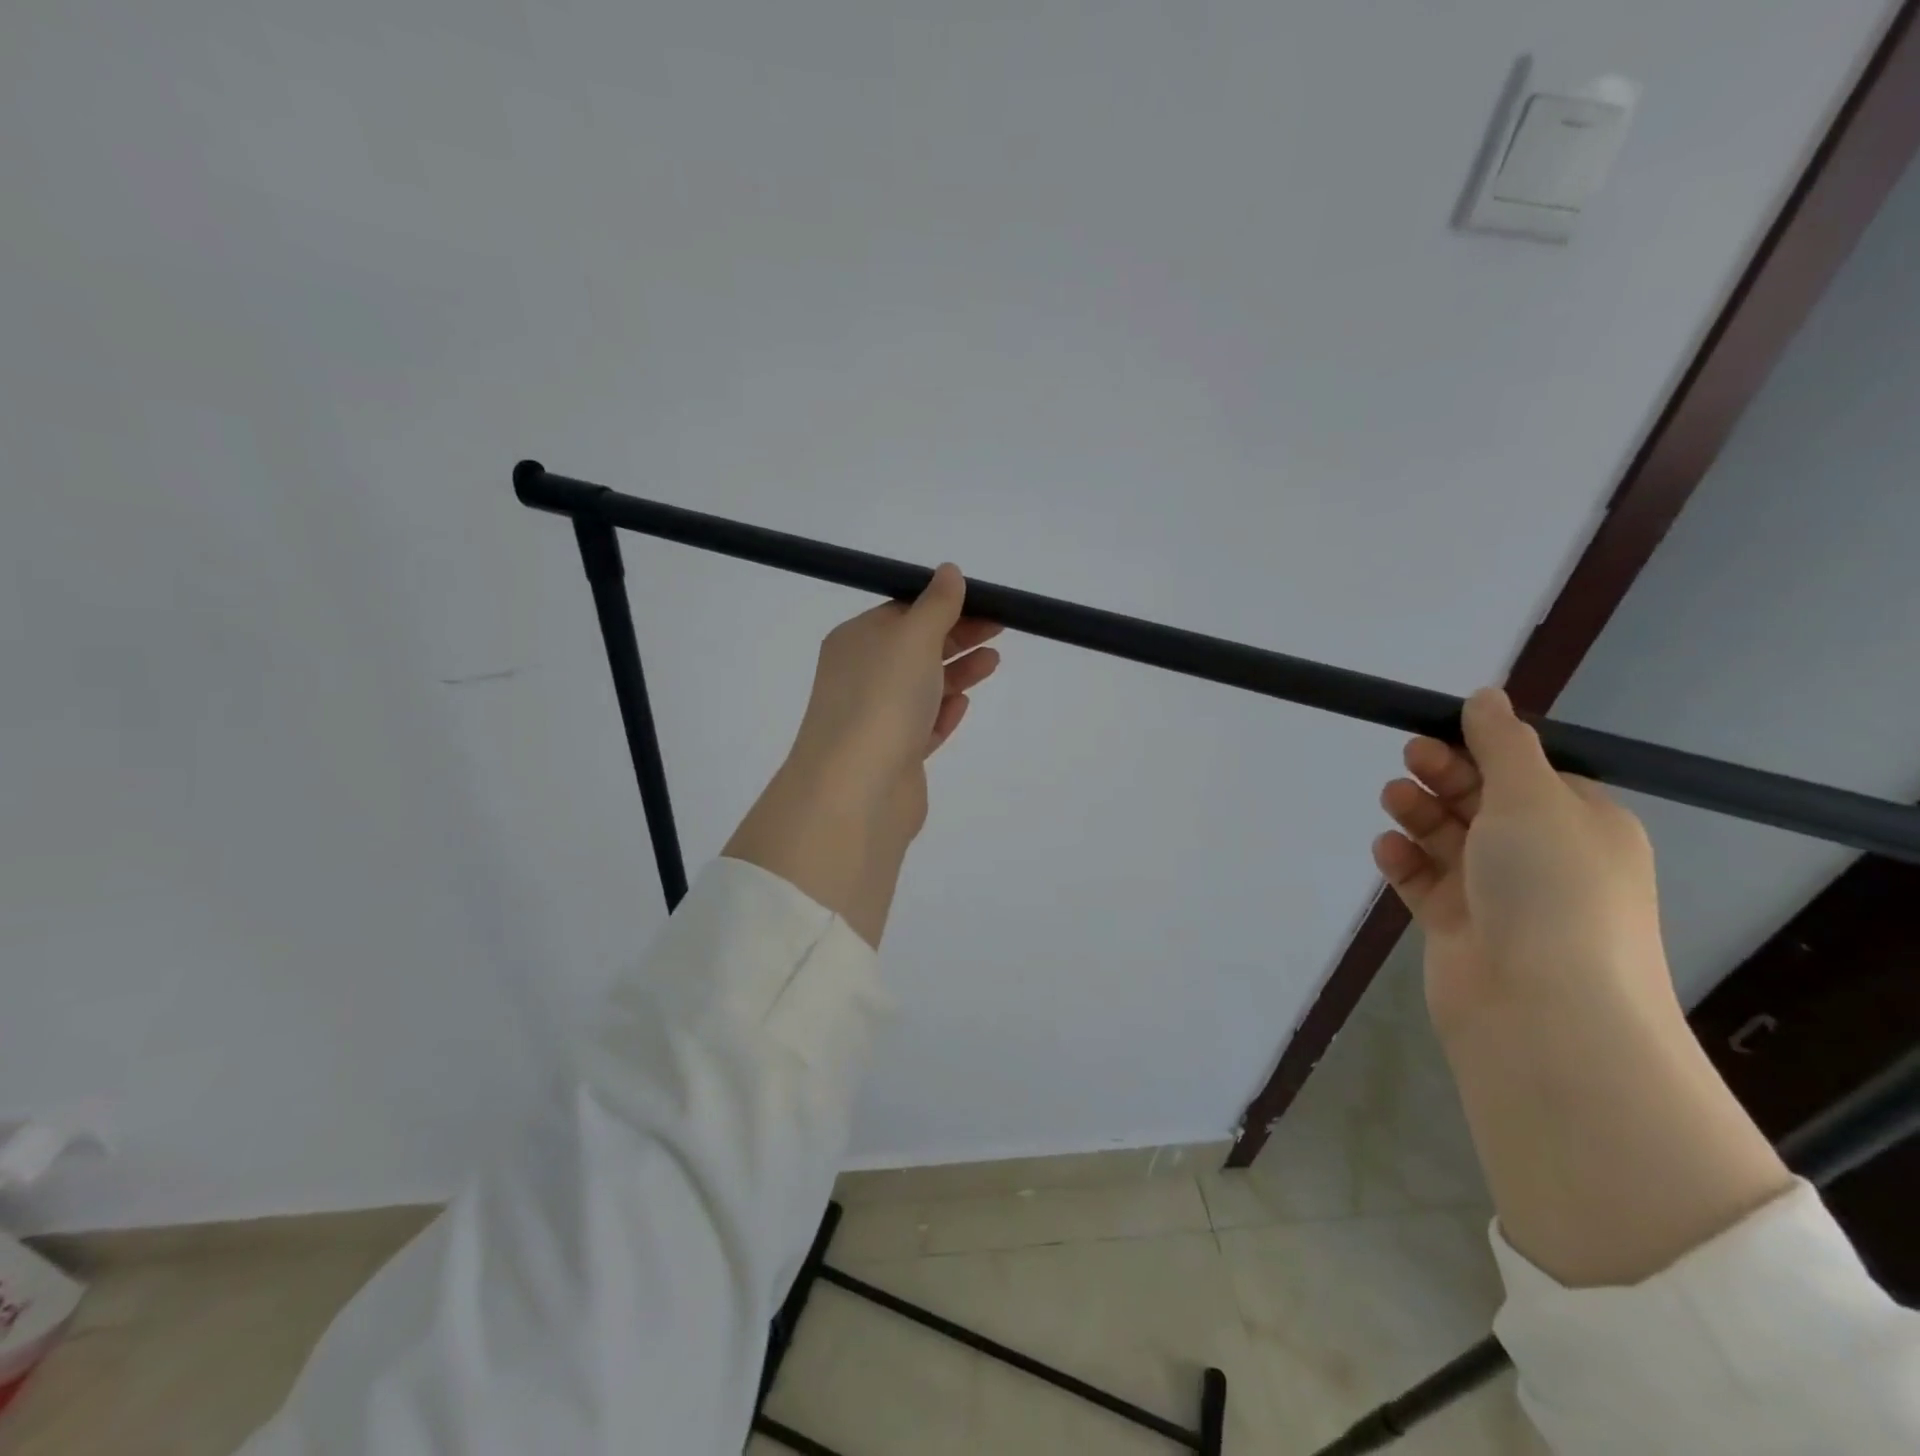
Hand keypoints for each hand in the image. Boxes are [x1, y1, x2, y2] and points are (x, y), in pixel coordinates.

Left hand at [785, 564, 1002, 844]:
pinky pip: (922, 726)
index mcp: (856, 641)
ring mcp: (876, 718)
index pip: (902, 612)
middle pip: (915, 648)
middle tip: (999, 629)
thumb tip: (948, 571)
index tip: (984, 603)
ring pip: (922, 687)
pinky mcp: (894, 755)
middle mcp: (861, 676)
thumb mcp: (913, 637)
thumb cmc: (884, 699)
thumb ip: (936, 605)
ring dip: (957, 672)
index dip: (943, 605)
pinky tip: (963, 704)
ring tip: (993, 662)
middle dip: (957, 636)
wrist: (857, 789)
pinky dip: (942, 712)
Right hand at [1370, 687, 1670, 1040]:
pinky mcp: (1458, 926)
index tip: (1438, 729)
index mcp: (1581, 824)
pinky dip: (1405, 861)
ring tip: (1393, 799)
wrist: (1543, 1011)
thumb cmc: (1551, 890)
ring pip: (1449, 838)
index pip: (1529, 771)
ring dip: (1420, 814)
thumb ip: (1502, 744)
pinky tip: (1387, 849)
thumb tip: (1487, 695)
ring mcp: (1499, 895)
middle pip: (1484, 800)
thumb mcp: (1532, 799)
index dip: (1483, 748)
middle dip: (1445, 775)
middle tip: (1410, 757)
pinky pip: (1424, 880)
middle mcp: (1544, 857)